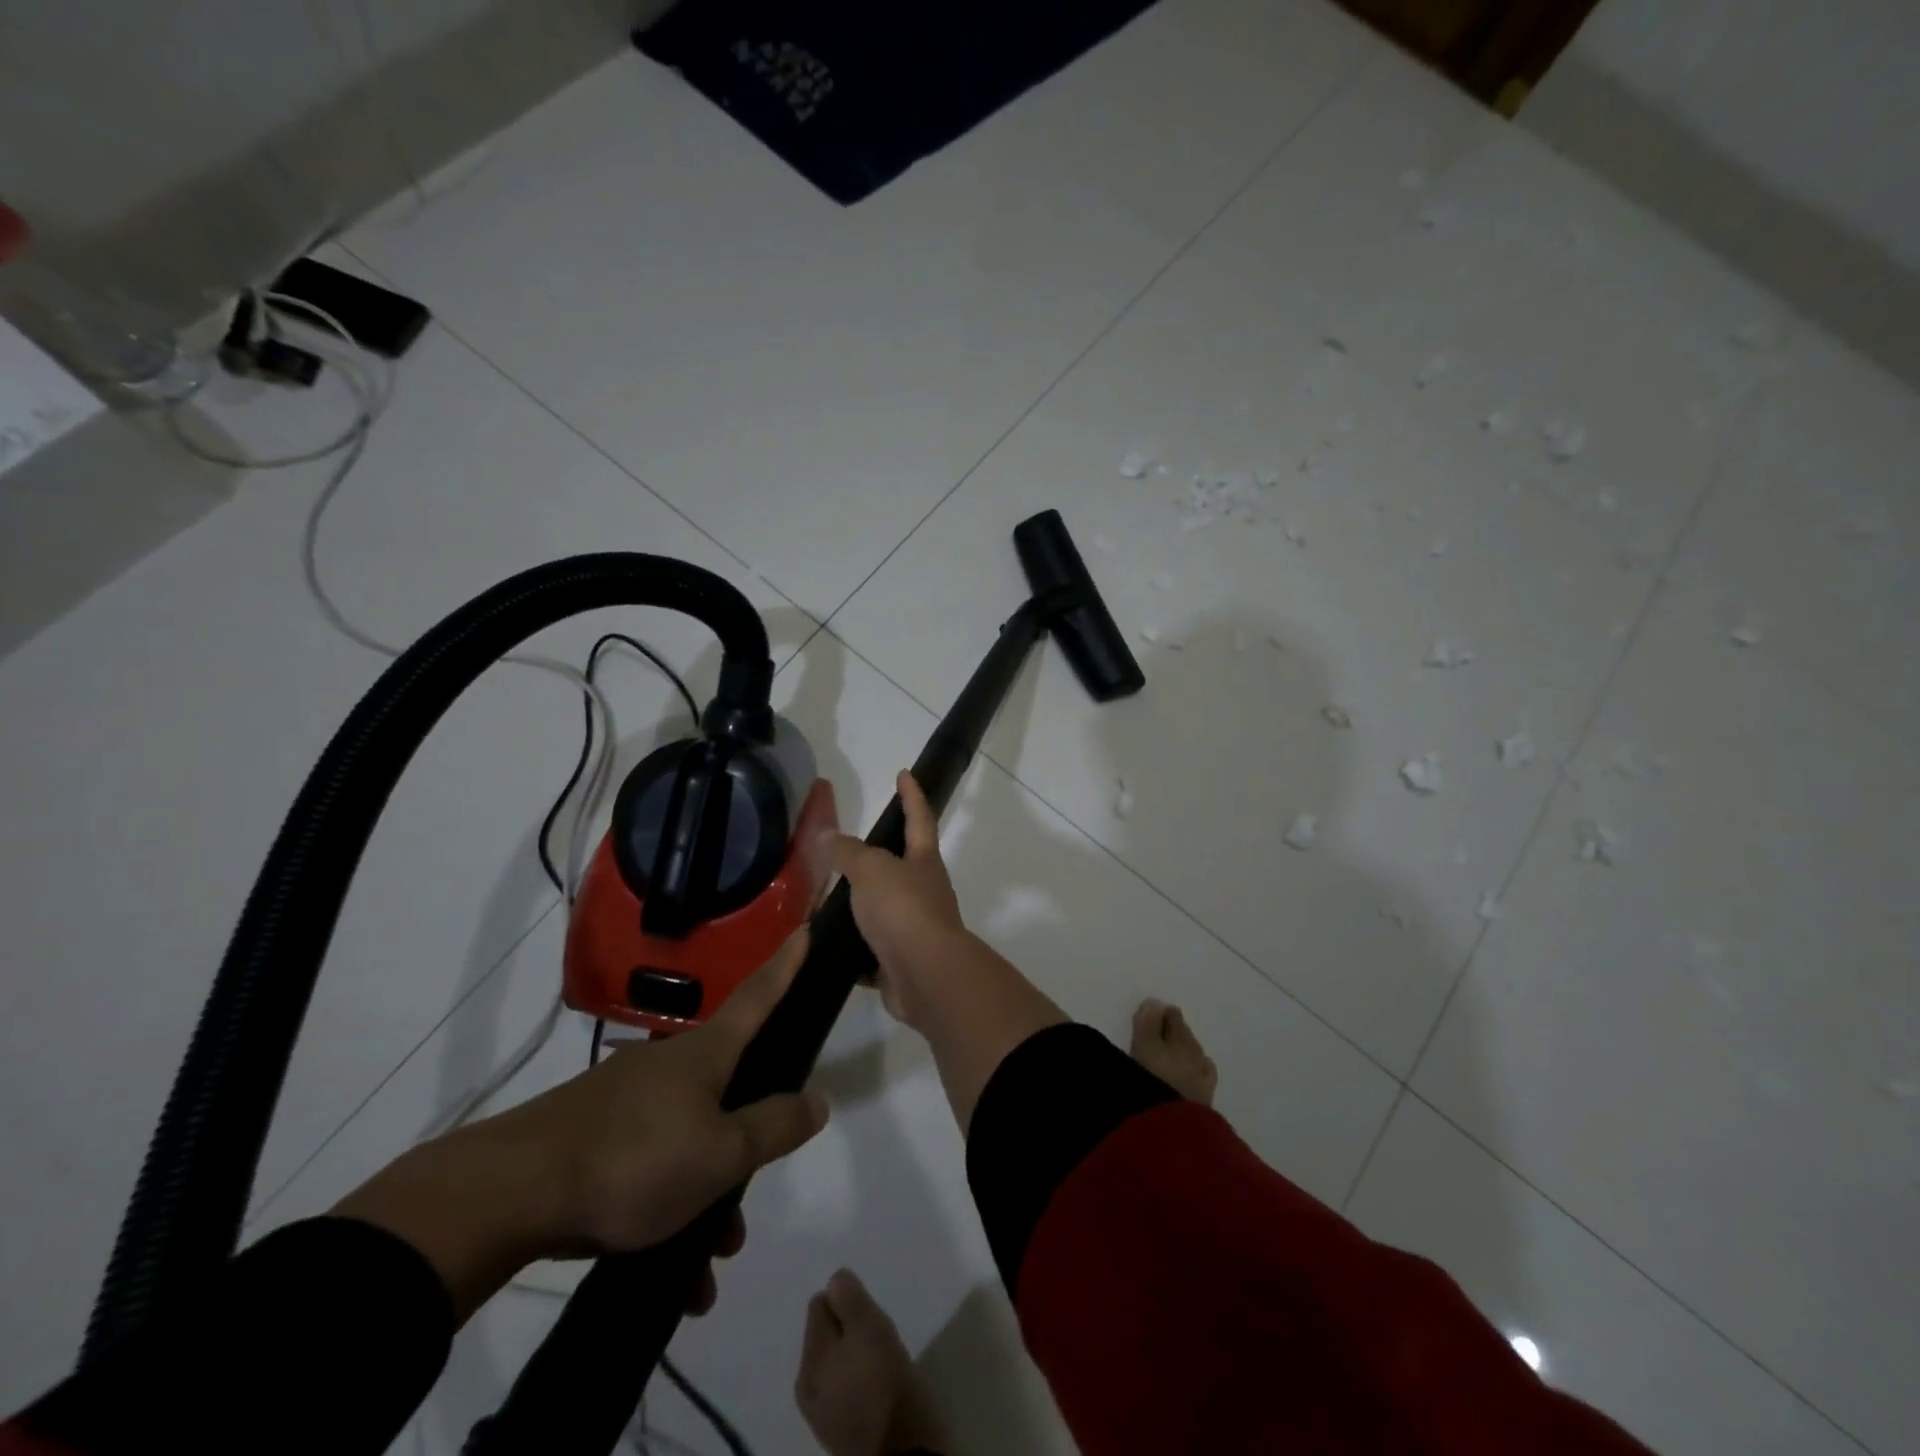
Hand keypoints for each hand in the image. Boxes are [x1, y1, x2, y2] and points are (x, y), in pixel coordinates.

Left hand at [335, 934, 826, 1320]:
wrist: (508, 1194)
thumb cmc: (634, 1160)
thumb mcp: (721, 1154)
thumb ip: (774, 1127)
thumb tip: (819, 1099)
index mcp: (706, 1054)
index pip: (758, 997)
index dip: (786, 965)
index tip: (804, 929)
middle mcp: (668, 1065)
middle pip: (726, 1091)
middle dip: (743, 1144)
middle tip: (746, 1205)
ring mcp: (625, 1098)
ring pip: (687, 1140)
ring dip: (704, 1197)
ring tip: (705, 1266)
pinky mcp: (591, 1134)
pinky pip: (647, 1166)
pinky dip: (665, 1209)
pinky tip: (665, 1274)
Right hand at [828, 771, 967, 1025]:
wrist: (925, 975)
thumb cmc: (903, 909)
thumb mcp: (871, 869)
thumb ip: (848, 852)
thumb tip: (827, 837)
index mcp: (923, 861)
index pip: (919, 817)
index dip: (911, 795)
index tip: (904, 774)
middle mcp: (925, 891)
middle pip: (902, 866)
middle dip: (879, 857)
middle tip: (846, 850)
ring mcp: (915, 928)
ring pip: (884, 909)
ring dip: (861, 905)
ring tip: (825, 899)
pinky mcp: (899, 961)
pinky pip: (872, 948)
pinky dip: (853, 945)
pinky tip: (828, 944)